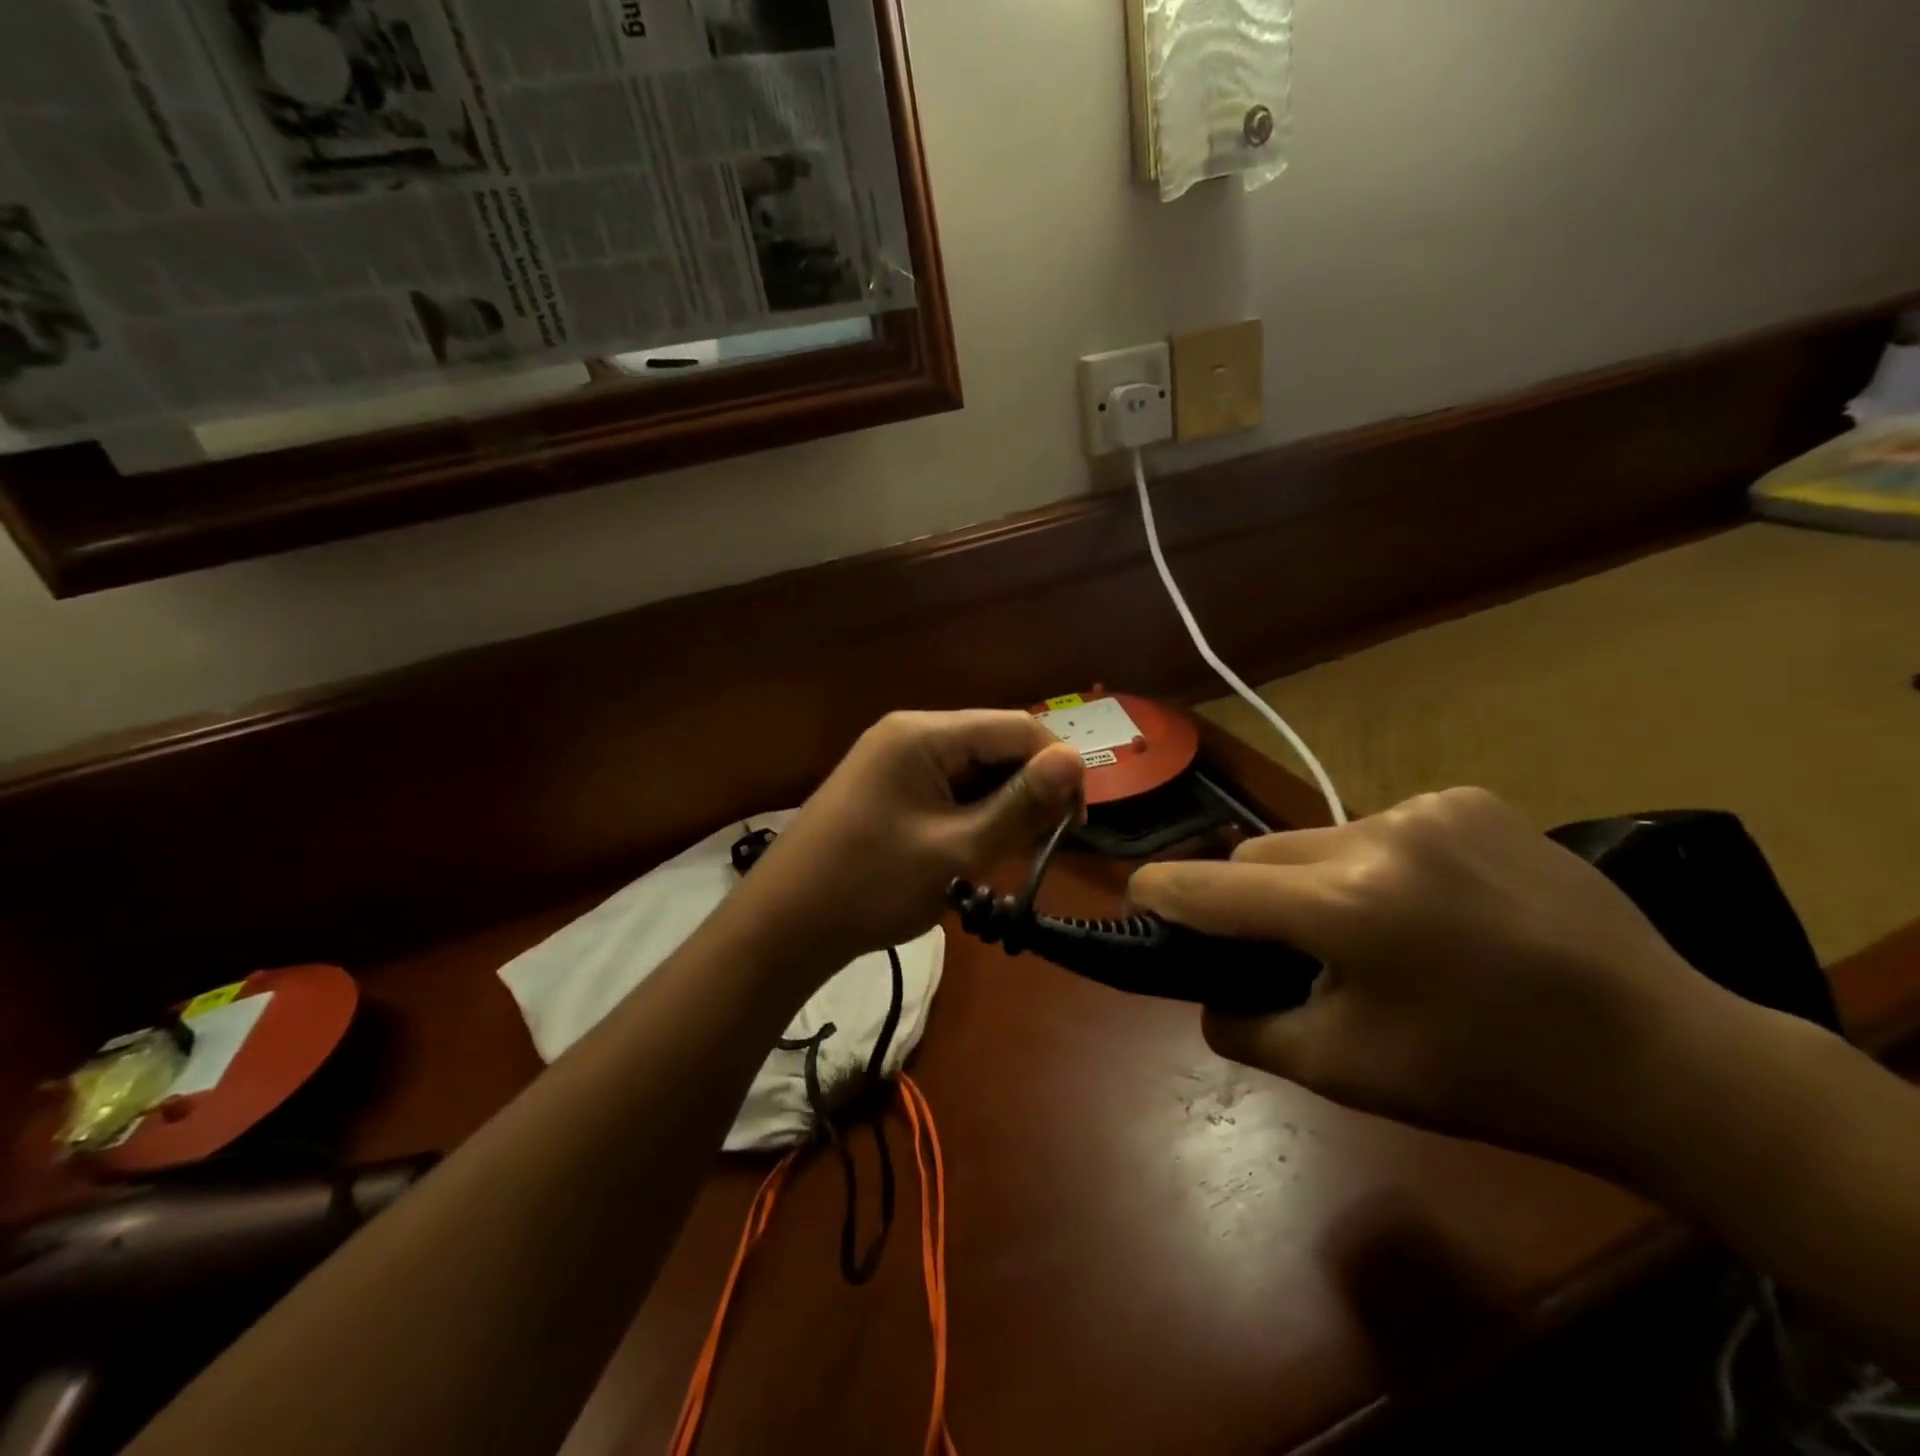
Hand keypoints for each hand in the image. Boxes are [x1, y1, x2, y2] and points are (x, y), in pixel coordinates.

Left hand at [735, 710, 1084, 968]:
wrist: (785, 924)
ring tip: (999, 858)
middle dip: (1026, 792)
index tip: (1074, 826)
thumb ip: (1021, 804)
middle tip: (1035, 850)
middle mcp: (911, 733)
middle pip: (995, 745)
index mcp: (925, 734)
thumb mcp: (958, 850)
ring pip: (974, 770)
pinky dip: (970, 817)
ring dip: (999, 808)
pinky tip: (970, 853)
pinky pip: (947, 788)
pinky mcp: (888, 786)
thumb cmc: (872, 885)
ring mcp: (895, 759)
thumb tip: (1077, 759)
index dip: (1058, 769)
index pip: (1018, 727)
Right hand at [1129, 788, 1741, 1168]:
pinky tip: (1431, 904)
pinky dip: (1376, 864)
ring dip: (1315, 881)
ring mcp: (1429, 807)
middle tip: (1284, 948)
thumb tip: (1203, 997)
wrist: (1665, 1058)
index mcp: (1345, 908)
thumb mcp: (1348, 1072)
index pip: (1208, 886)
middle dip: (1250, 898)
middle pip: (1258, 854)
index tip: (1141, 902)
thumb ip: (1249, 1027)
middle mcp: (1377, 836)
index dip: (1160, 894)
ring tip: (1373, 932)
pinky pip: (1380, 826)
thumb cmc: (1492, 1081)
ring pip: (1317, 839)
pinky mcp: (1471, 798)